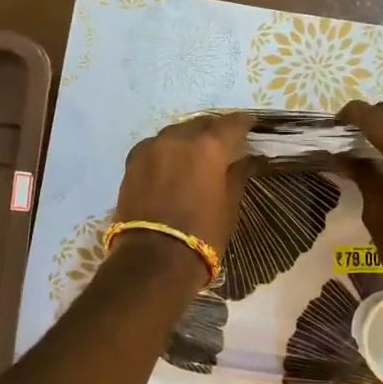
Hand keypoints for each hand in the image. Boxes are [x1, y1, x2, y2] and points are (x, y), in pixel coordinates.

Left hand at [114, 112, 257, 255]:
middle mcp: (179, 138)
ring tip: (196, 152)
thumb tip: (246, 159)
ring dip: (188, 138)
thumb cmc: (202, 235)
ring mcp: (152, 147)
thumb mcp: (229, 206)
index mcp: (209, 147)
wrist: (153, 260)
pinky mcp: (132, 161)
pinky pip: (155, 146)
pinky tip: (171, 163)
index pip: (232, 123)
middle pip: (201, 123)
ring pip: (175, 132)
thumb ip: (237, 175)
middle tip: (224, 141)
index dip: (244, 123)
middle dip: (214, 129)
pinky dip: (167, 150)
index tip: (250, 126)